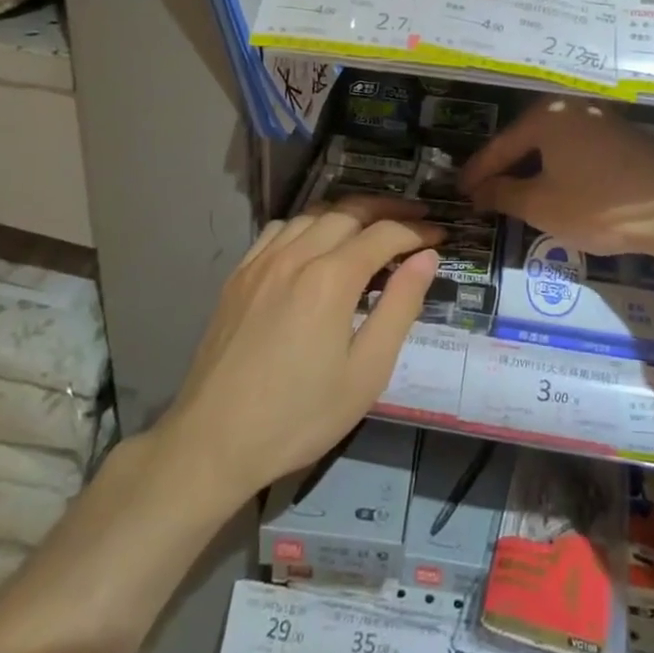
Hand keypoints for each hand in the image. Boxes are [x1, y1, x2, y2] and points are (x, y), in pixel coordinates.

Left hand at [158, 200, 440, 504]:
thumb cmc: (299, 415)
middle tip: (415, 219)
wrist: (213, 442)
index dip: (417, 231)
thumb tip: (426, 258)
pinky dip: (308, 224)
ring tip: (372, 226)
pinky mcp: (238, 275)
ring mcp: (261, 262)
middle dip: (388, 210)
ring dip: (348, 213)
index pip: (384, 234)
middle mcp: (296, 255)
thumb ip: (400, 307)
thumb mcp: (366, 371)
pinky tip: (315, 242)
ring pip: (313, 214)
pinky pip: (279, 229)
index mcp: (331, 278)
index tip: (440, 235)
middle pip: (349, 211)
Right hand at [460, 98, 653, 256]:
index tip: (460, 192)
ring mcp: (601, 119)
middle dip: (505, 167)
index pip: (501, 146)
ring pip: (554, 144)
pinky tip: (558, 185)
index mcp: (546, 117)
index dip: (478, 172)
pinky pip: (577, 148)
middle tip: (484, 191)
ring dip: (533, 167)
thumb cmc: (598, 205)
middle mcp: (572, 108)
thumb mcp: (541, 205)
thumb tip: (480, 191)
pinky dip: (560, 166)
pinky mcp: (624, 137)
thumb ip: (504, 194)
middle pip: (527, 139)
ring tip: (516, 191)